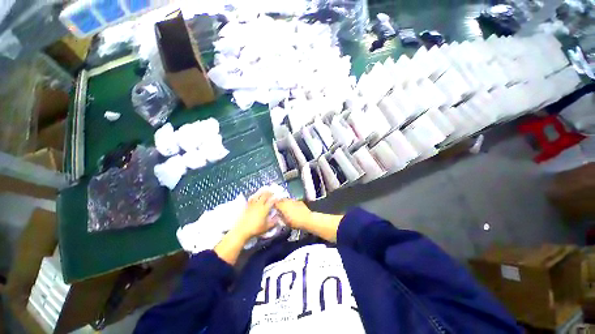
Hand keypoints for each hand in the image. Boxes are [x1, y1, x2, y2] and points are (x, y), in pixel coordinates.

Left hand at [231, 191, 275, 241]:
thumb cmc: (256, 229)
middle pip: (264, 196)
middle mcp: (259, 205)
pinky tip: (255, 196)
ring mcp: (253, 205)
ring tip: (264, 190)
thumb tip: (278, 218)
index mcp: (265, 209)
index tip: (278, 197)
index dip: (275, 198)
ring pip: (258, 195)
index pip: (271, 201)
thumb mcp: (267, 227)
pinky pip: (251, 199)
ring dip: (262, 192)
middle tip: (272, 192)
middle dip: (269, 193)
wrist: (243, 230)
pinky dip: (254, 196)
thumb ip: (273, 222)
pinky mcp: (248, 206)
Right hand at [274, 199, 313, 230]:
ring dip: (285, 202)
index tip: (273, 208)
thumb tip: (278, 214)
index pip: (275, 203)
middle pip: (281, 200)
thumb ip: (280, 217)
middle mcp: (287, 201)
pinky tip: (293, 207)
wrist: (307, 219)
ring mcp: (294, 200)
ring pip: (287, 199)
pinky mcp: (299, 201)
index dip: (274, 205)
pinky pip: (293, 201)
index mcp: (282, 206)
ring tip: (286, 207)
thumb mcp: (285, 222)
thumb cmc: (295, 222)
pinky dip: (292, 203)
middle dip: (279, 203)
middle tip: (279, 207)